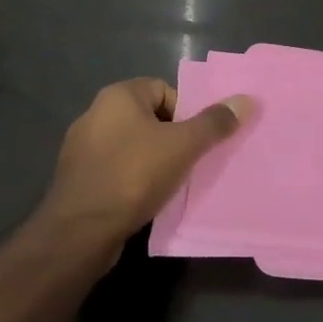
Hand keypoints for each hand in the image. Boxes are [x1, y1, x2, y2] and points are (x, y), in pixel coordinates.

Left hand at [41, 77, 250, 246]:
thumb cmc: (134, 175)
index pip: (163, 90)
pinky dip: (131, 179)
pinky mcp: (76, 177)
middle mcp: (95, 113)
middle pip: (148, 117)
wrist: (80, 231)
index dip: (185, 113)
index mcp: (118, 95)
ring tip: (169, 183)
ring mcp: (81, 147)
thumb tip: (246, 100)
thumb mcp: (183, 146)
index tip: (195, 141)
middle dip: (170, 138)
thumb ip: (214, 123)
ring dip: (151, 160)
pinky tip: (143, 199)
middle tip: (188, 161)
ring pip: (131, 145)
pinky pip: (114, 169)